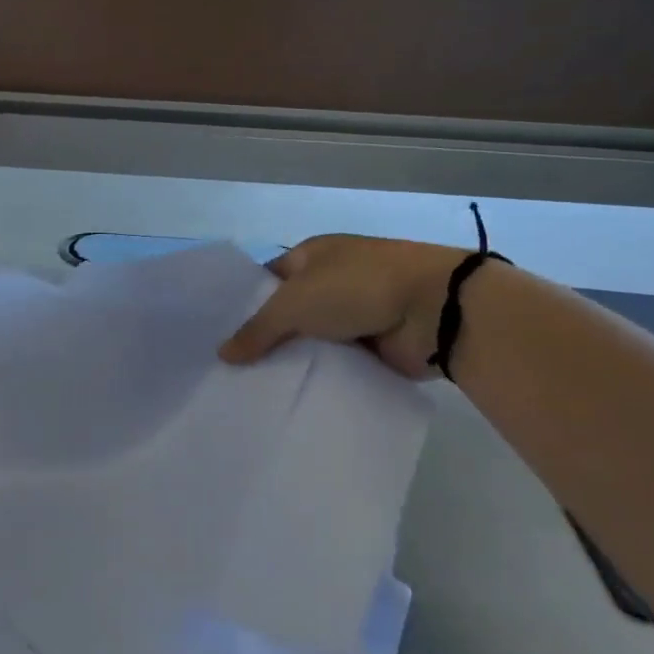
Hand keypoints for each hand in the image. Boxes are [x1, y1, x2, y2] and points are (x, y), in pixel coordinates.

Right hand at [219, 235, 467, 378]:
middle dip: (265, 339)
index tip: (219, 336)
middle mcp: (331, 282)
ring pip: (311, 341)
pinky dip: (321, 376)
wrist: (434, 309)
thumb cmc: (357, 287)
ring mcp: (354, 314)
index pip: (267, 280)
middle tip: (228, 372)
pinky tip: (291, 398)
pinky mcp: (373, 346)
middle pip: (288, 314)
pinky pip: (336, 363)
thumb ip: (257, 330)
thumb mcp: (295, 303)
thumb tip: (222, 354)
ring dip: (293, 361)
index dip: (244, 304)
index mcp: (313, 256)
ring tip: (252, 391)